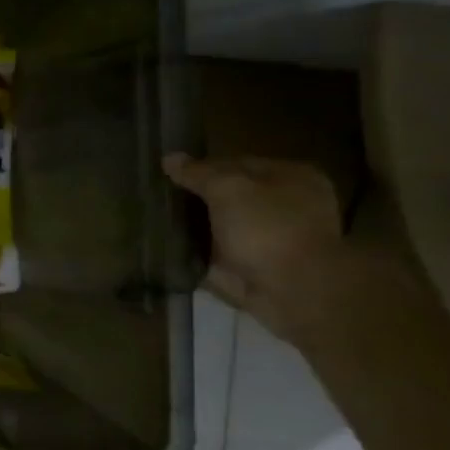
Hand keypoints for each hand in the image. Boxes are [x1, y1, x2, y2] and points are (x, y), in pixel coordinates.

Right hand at [164, 153, 361, 344]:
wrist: (293, 291)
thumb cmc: (268, 228)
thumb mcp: (228, 188)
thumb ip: (198, 173)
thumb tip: (168, 158)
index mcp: (291, 177)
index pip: (237, 163)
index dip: (202, 168)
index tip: (169, 177)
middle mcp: (285, 205)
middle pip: (230, 196)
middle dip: (197, 199)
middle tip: (159, 199)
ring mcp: (271, 239)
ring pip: (222, 225)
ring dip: (194, 226)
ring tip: (155, 221)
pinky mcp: (254, 268)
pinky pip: (217, 254)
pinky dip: (196, 252)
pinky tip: (167, 247)